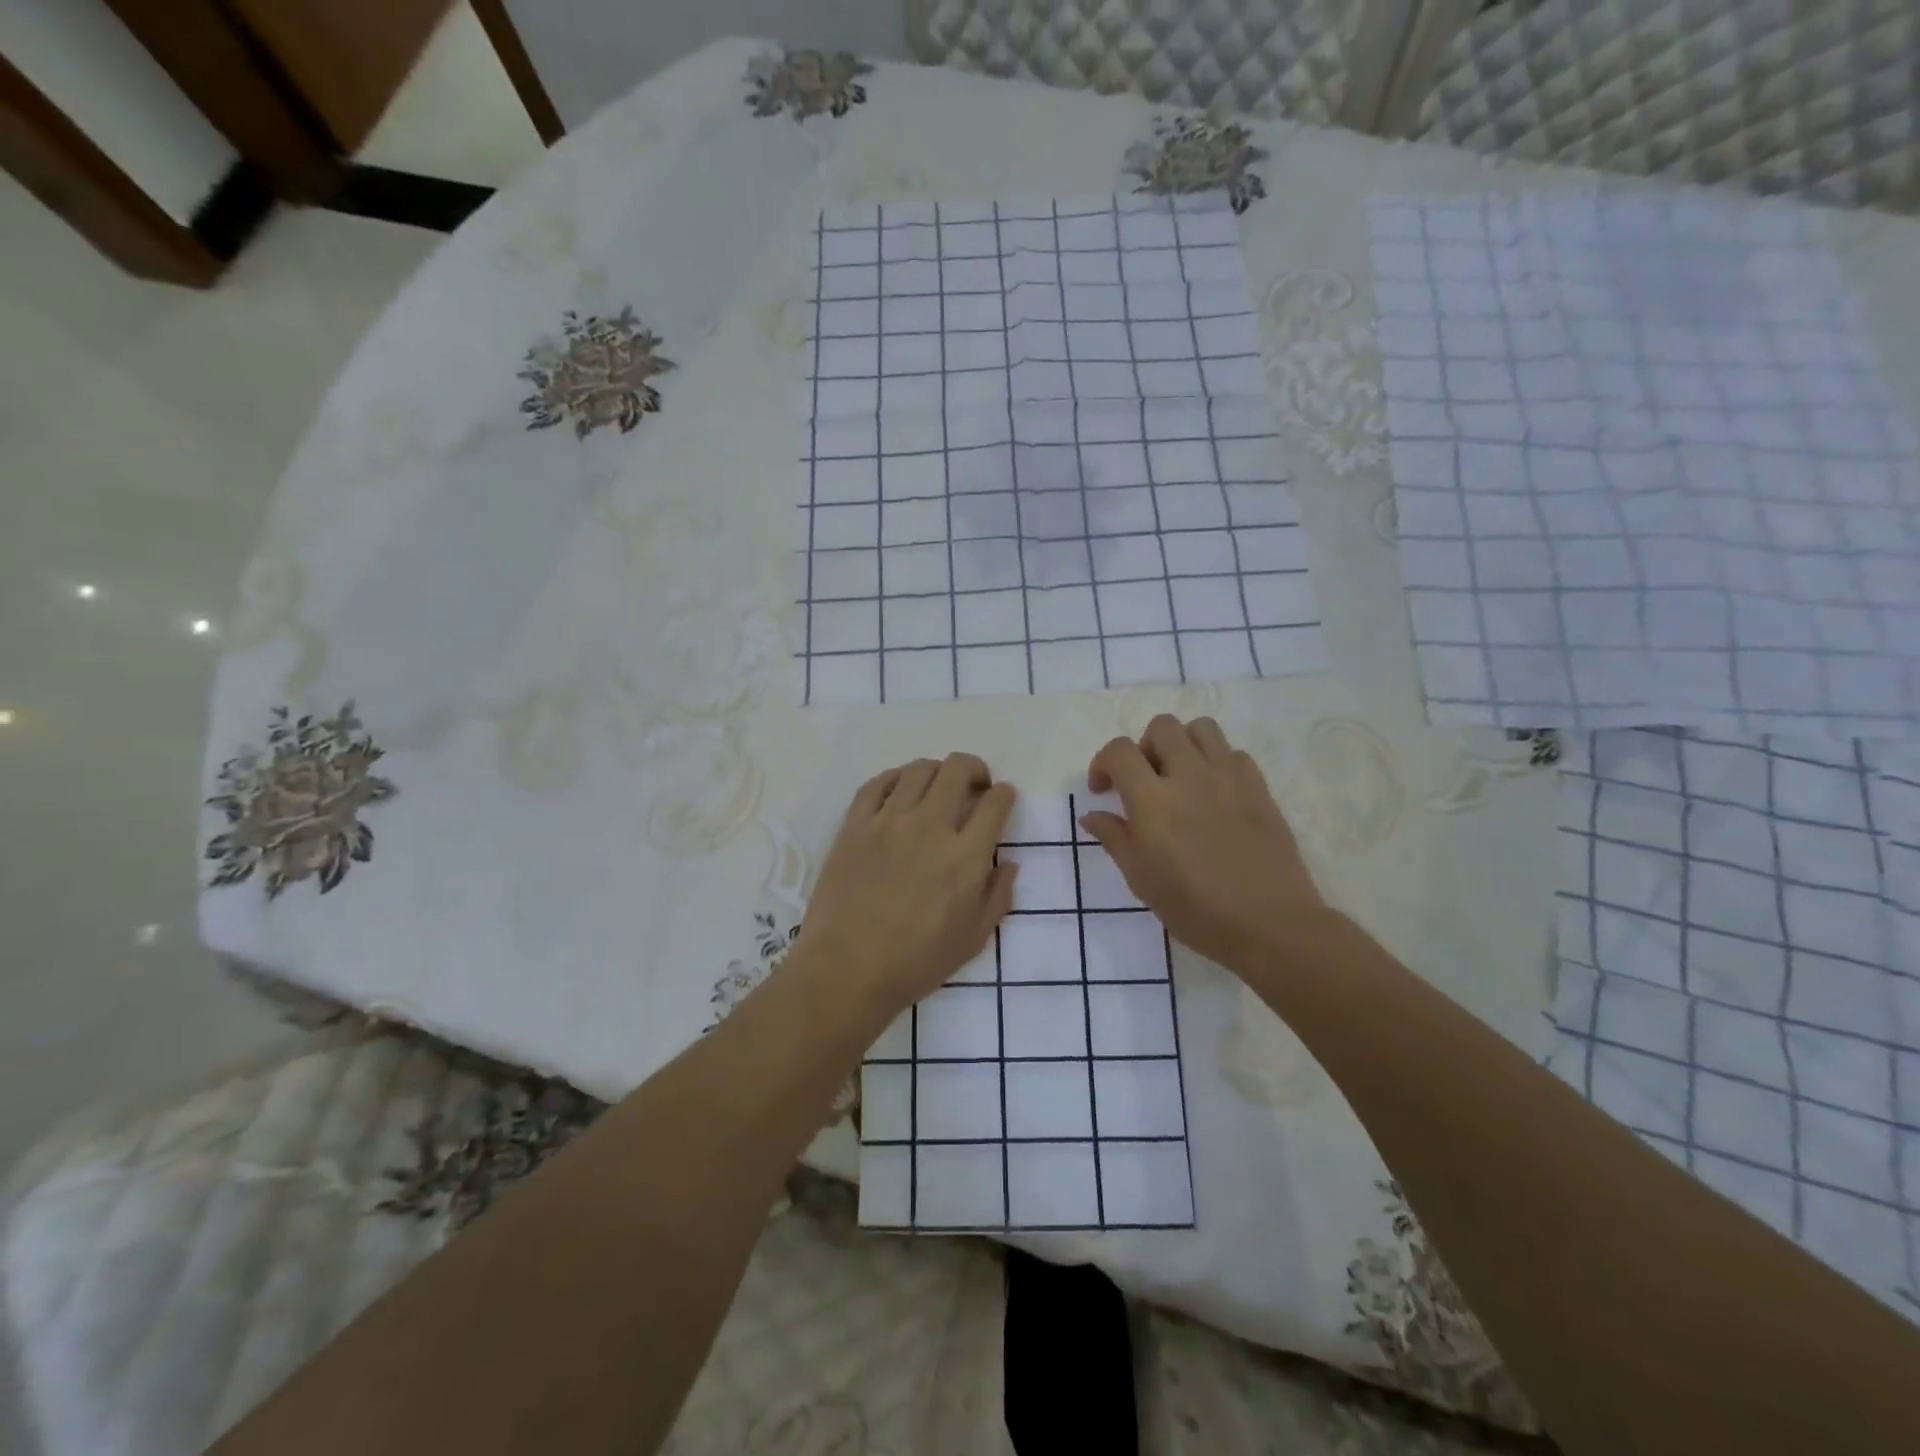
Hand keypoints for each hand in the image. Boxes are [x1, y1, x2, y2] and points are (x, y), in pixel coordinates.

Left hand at [796, 754, 1016, 1022]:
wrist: (846, 971)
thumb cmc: (915, 963)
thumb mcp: (973, 940)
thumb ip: (998, 897)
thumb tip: (1009, 864)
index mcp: (965, 857)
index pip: (995, 803)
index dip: (1005, 794)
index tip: (1002, 800)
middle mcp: (929, 827)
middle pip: (957, 769)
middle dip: (975, 770)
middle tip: (974, 787)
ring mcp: (888, 822)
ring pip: (918, 769)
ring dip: (936, 772)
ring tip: (936, 790)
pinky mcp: (854, 825)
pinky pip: (876, 784)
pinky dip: (894, 779)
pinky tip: (899, 791)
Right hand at [1083, 716, 1327, 972]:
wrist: (1270, 924)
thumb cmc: (1196, 909)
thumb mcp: (1141, 880)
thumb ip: (1115, 838)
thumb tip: (1093, 815)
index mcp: (1153, 801)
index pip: (1120, 751)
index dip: (1103, 763)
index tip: (1103, 790)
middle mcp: (1190, 776)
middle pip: (1161, 727)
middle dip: (1144, 747)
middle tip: (1144, 781)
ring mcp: (1229, 777)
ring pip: (1201, 728)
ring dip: (1182, 744)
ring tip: (1180, 776)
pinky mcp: (1259, 787)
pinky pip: (1234, 753)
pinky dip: (1217, 762)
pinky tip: (1214, 793)